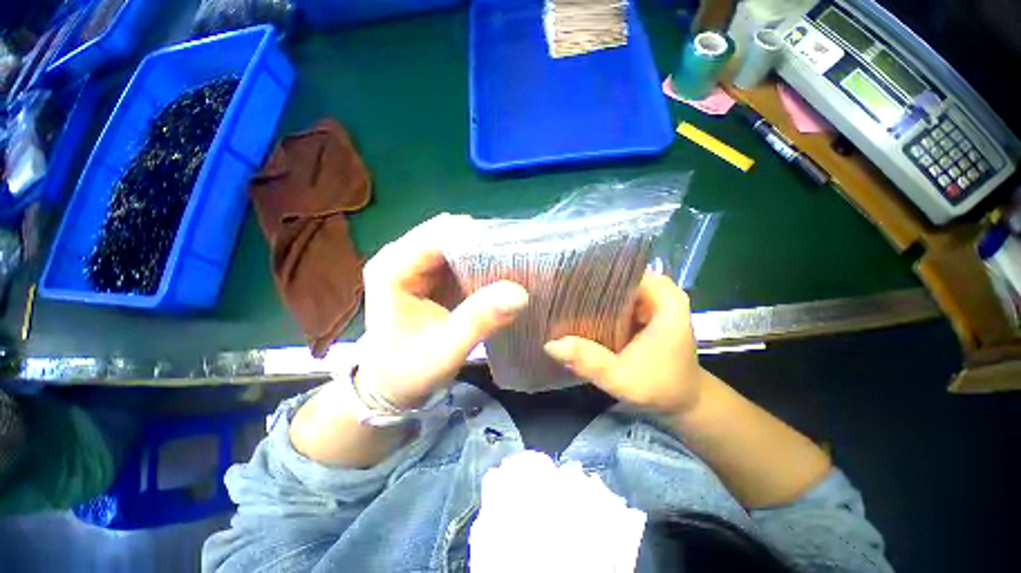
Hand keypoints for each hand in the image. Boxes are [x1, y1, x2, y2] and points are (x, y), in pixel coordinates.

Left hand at [356, 214, 528, 409]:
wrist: (389, 385)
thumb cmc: (409, 371)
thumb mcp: (446, 350)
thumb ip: (479, 320)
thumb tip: (520, 293)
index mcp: (393, 269)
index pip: (440, 236)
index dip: (478, 239)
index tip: (513, 251)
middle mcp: (400, 256)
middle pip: (449, 232)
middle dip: (483, 243)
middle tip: (516, 260)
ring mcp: (413, 262)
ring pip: (456, 240)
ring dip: (483, 251)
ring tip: (510, 266)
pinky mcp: (427, 271)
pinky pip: (457, 254)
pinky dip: (478, 261)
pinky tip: (496, 274)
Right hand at [543, 273, 704, 415]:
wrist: (682, 401)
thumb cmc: (660, 389)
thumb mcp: (622, 379)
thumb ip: (590, 361)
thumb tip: (550, 345)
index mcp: (664, 298)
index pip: (621, 270)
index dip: (590, 273)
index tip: (560, 278)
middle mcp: (658, 292)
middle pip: (616, 275)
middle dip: (585, 283)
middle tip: (554, 291)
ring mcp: (651, 299)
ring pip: (614, 285)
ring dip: (589, 293)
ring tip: (560, 298)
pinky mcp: (643, 309)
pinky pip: (615, 298)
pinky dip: (597, 304)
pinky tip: (576, 311)